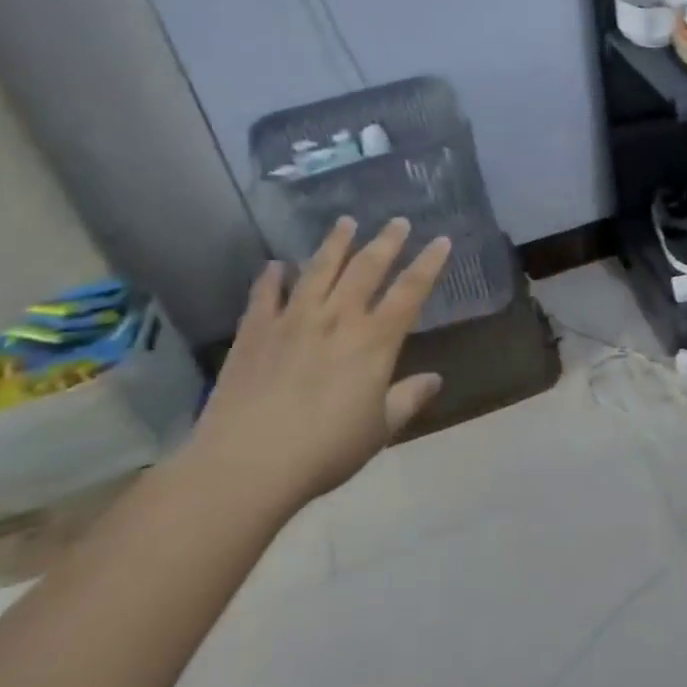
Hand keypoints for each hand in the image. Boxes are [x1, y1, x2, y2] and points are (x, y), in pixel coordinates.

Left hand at [186, 216, 451, 516]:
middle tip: (397, 221)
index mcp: (374, 341)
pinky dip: (271, 278)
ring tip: (346, 222)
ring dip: (335, 244)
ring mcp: (292, 321)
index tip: (441, 240)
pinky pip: (264, 296)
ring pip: (318, 270)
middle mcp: (337, 319)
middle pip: (366, 269)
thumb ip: (408, 399)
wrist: (246, 466)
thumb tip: (435, 380)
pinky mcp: (254, 334)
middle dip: (386, 242)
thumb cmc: (324, 450)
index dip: (429, 264)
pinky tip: (274, 265)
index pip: (410, 291)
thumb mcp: (379, 430)